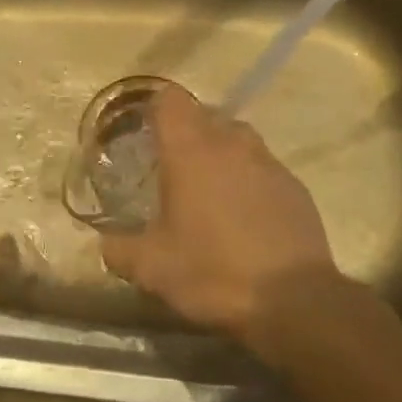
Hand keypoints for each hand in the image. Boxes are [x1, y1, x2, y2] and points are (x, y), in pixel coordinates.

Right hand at [101, 86, 339, 355]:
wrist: (294, 302)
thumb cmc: (213, 271)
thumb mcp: (152, 268)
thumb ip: (120, 249)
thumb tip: (105, 243)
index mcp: (189, 150)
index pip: (170, 99)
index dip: (155, 109)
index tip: (145, 131)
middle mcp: (230, 144)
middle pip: (204, 115)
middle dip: (187, 132)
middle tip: (171, 167)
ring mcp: (268, 163)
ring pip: (238, 138)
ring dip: (221, 153)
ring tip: (209, 188)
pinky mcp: (296, 188)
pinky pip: (264, 168)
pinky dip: (249, 180)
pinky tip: (244, 215)